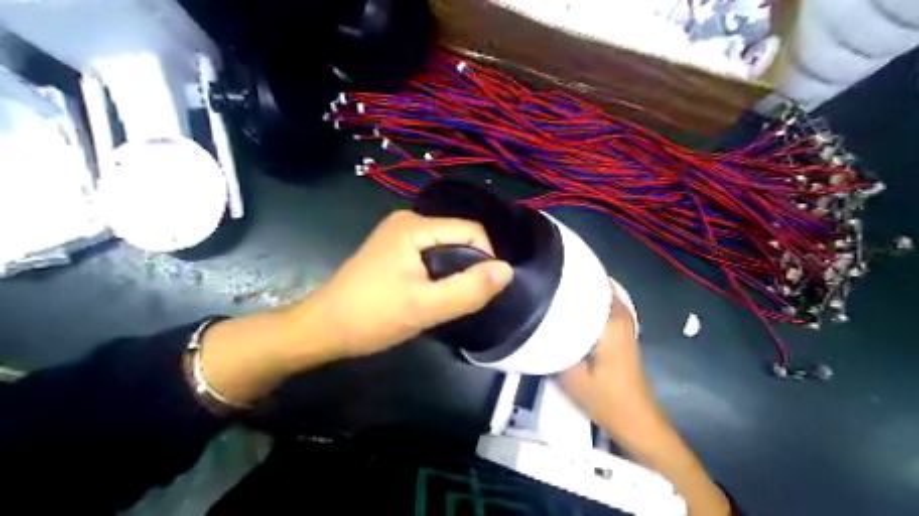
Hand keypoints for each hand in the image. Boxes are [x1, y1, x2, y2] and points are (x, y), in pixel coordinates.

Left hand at [197, 209, 512, 407]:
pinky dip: (439, 274)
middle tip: (458, 300)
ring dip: (453, 273)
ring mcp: (399, 234)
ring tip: (443, 300)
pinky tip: (429, 294)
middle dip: (467, 267)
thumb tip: (507, 270)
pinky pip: (431, 255)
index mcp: (413, 225)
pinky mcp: (394, 249)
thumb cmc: (372, 317)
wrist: (323, 329)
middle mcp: (407, 221)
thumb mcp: (425, 307)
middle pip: (458, 238)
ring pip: (446, 248)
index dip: (484, 260)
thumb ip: (469, 289)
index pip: (471, 231)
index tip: (478, 292)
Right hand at [556, 281, 729, 514]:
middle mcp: (621, 315)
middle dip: (575, 277)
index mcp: (610, 321)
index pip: (593, 282)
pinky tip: (571, 307)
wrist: (635, 419)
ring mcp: (625, 322)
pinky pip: (605, 305)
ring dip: (584, 288)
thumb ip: (553, 345)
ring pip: (603, 294)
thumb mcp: (570, 374)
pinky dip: (590, 300)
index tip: (548, 267)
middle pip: (599, 284)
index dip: (571, 272)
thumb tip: (536, 322)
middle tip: (547, 276)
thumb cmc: (605, 397)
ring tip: (556, 287)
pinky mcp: (623, 332)